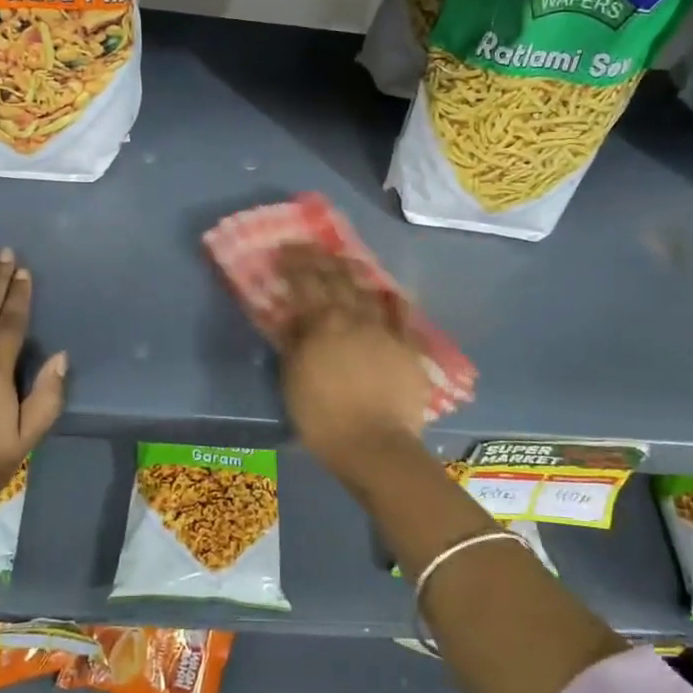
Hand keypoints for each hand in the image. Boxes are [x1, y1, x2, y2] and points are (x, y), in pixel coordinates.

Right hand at [270, 244, 428, 472]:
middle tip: (310, 247)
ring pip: (369, 291)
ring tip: (345, 261)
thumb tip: (291, 316)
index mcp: (323, 324)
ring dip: (354, 273)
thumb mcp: (293, 379)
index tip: (284, 250)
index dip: (294, 263)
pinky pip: (402, 317)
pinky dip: (394, 301)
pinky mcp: (408, 348)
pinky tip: (390, 292)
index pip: (305, 283)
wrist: (374, 445)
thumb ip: (293, 342)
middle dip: (321, 259)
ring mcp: (385, 330)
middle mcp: (354, 318)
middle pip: (337, 279)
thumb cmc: (323, 417)